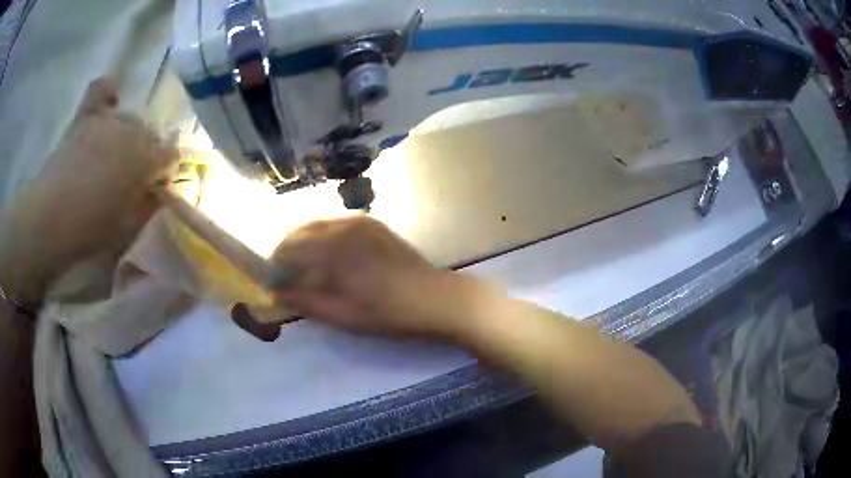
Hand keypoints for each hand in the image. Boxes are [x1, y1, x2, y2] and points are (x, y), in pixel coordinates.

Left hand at [0, 77, 177, 303]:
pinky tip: (111, 101)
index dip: (165, 172)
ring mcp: (107, 119)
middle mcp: (132, 130)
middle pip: (149, 134)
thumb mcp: (126, 227)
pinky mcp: (85, 116)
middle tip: (131, 179)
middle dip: (146, 154)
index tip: (155, 189)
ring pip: (129, 118)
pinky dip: (109, 90)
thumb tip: (157, 191)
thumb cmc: (90, 229)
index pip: (170, 155)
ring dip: (127, 137)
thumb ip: (147, 204)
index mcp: (146, 158)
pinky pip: (101, 88)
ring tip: (112, 158)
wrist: (49, 219)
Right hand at [271, 216, 496, 341]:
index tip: (273, 282)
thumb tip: (275, 293)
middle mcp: (342, 226)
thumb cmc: (388, 312)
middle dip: (287, 252)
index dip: (276, 265)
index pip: (288, 249)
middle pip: (300, 232)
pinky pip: (337, 225)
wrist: (435, 298)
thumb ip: (305, 301)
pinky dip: (324, 237)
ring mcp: (360, 221)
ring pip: (318, 226)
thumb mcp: (342, 315)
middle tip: (287, 277)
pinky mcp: (373, 223)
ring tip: (305, 269)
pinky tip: (330, 258)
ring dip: (304, 243)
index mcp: (332, 248)